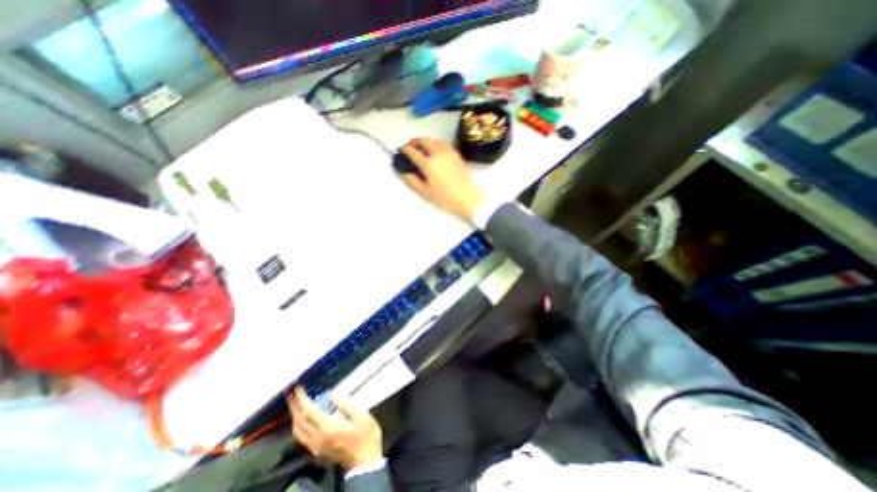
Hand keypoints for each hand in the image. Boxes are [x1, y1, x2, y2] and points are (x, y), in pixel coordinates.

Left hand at [289, 389, 383, 468]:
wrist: (365, 462)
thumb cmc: (366, 436)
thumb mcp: (362, 416)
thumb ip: (347, 405)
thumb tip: (332, 395)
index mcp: (328, 428)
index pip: (309, 412)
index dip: (302, 400)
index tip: (298, 388)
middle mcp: (317, 438)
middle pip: (299, 422)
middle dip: (294, 406)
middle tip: (293, 393)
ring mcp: (315, 446)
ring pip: (297, 431)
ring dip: (295, 415)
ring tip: (297, 403)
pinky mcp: (317, 450)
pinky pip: (301, 436)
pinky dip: (299, 424)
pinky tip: (304, 417)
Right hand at [402, 138, 489, 223]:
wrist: (469, 198)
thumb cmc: (446, 198)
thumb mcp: (426, 194)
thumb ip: (414, 182)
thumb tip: (405, 174)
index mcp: (429, 164)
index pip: (414, 152)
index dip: (407, 149)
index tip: (402, 149)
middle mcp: (438, 154)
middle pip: (426, 141)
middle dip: (417, 141)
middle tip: (411, 144)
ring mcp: (449, 153)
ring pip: (436, 140)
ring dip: (427, 140)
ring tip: (422, 145)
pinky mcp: (457, 155)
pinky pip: (444, 144)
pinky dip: (436, 143)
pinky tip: (435, 150)